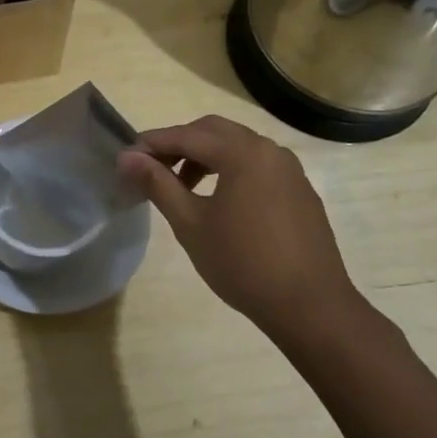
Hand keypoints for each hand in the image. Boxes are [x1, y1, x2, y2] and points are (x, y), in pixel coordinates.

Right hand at [118, 115, 364, 337]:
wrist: (310, 306)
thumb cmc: (242, 263)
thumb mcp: (190, 224)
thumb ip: (158, 184)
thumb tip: (127, 158)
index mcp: (242, 153)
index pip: (186, 135)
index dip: (153, 143)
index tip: (126, 158)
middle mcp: (268, 150)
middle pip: (214, 131)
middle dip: (180, 144)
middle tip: (153, 169)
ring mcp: (289, 169)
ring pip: (238, 146)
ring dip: (205, 156)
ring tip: (183, 188)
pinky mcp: (300, 190)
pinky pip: (258, 165)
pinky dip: (231, 169)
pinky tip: (220, 202)